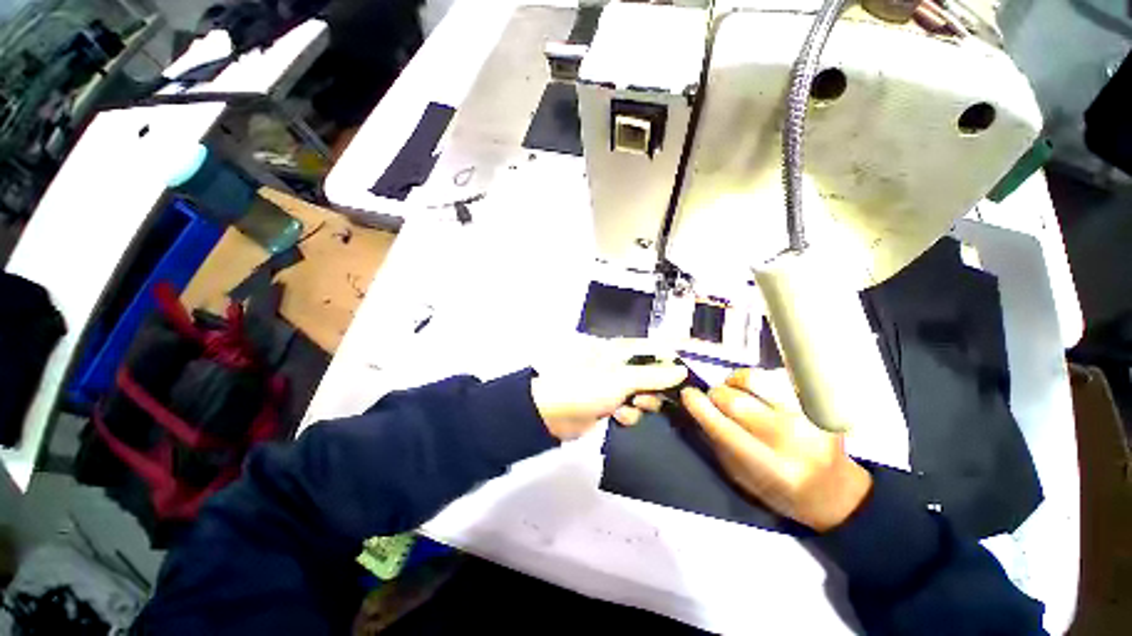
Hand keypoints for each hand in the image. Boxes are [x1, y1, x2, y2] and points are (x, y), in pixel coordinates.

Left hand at [531, 359, 686, 440]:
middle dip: (655, 391)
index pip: (657, 351)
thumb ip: (654, 375)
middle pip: (655, 376)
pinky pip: (632, 410)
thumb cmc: (586, 387)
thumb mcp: (622, 379)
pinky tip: (616, 417)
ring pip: (646, 396)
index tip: (688, 380)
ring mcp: (617, 386)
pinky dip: (628, 415)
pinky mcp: (612, 404)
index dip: (673, 364)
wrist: (552, 414)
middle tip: (647, 398)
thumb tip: (683, 370)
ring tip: (627, 408)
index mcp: (623, 350)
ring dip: (641, 406)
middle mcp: (623, 365)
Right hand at [681, 368, 871, 531]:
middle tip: (714, 397)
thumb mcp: (743, 479)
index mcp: (772, 469)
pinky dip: (760, 379)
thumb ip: (720, 443)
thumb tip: (699, 408)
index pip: (725, 430)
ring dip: (736, 381)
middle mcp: (794, 442)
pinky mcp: (821, 403)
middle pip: (737, 401)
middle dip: (717, 394)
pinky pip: (777, 376)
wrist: (835, 491)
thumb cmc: (782, 491)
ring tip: (735, 388)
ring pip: (756, 380)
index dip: (700, 407)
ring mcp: (811, 419)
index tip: (687, 394)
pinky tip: (760, 391)